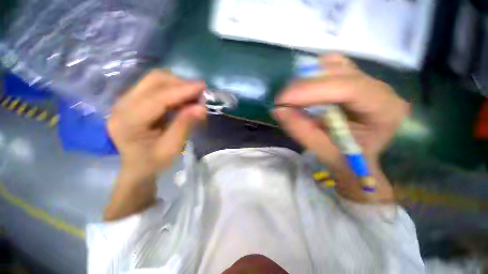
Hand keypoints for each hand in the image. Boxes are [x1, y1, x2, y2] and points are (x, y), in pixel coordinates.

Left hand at [107, 70, 206, 177]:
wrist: (137, 167)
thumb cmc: (154, 162)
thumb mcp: (172, 148)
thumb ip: (185, 125)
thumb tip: (201, 107)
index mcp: (128, 122)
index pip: (158, 98)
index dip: (182, 90)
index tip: (203, 86)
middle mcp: (122, 105)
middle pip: (153, 80)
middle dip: (180, 83)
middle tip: (199, 93)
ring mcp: (125, 100)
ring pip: (154, 80)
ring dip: (177, 84)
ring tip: (193, 96)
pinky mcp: (133, 100)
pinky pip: (155, 86)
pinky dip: (173, 89)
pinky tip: (183, 99)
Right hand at [274, 54, 408, 200]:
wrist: (360, 157)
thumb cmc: (346, 159)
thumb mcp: (323, 151)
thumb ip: (302, 130)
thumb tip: (278, 110)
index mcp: (385, 110)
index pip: (348, 88)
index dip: (311, 90)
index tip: (282, 100)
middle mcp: (380, 88)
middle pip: (339, 72)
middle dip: (303, 85)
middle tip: (282, 102)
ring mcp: (367, 79)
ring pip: (333, 65)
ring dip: (306, 80)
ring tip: (292, 98)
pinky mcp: (354, 78)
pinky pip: (331, 65)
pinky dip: (312, 75)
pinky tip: (304, 90)